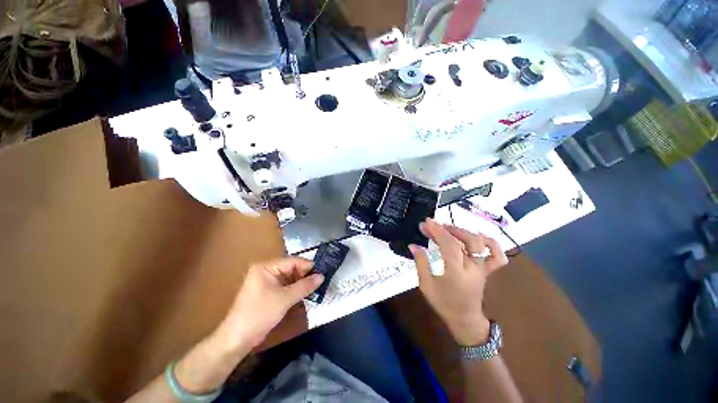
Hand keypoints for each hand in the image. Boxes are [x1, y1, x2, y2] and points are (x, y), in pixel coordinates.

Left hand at [214, 257, 323, 348]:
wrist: (238, 339)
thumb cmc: (260, 313)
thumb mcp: (285, 298)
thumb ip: (305, 286)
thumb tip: (322, 276)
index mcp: (266, 266)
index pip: (292, 261)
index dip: (308, 266)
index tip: (323, 271)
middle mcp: (267, 270)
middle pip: (291, 268)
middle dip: (305, 275)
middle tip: (321, 280)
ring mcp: (267, 281)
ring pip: (290, 277)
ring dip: (301, 283)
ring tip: (316, 286)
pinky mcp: (268, 292)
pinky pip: (286, 286)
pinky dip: (295, 289)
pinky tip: (306, 293)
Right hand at [409, 218, 507, 345]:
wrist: (465, 319)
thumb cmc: (443, 303)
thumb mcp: (426, 285)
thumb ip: (421, 263)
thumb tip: (413, 245)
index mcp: (456, 272)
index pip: (449, 244)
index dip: (437, 230)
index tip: (426, 222)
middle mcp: (472, 267)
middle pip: (465, 240)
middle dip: (448, 228)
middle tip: (434, 225)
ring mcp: (482, 268)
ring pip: (480, 243)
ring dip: (463, 231)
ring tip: (449, 228)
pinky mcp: (486, 270)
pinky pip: (497, 256)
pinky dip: (491, 243)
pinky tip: (479, 236)